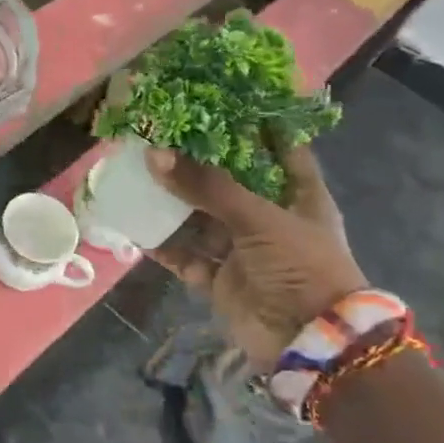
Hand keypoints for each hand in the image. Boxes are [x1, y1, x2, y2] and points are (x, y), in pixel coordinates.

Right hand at [147, 143, 367, 370]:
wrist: (308, 341)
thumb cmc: (300, 265)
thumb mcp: (259, 217)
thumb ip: (206, 186)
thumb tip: (154, 155)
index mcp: (298, 196)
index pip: (281, 150)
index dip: (257, 126)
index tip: (223, 101)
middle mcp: (270, 219)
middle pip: (229, 184)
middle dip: (196, 165)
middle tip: (160, 136)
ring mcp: (243, 250)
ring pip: (200, 219)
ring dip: (172, 203)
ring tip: (138, 176)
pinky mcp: (220, 279)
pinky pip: (185, 255)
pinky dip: (163, 244)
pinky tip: (136, 225)